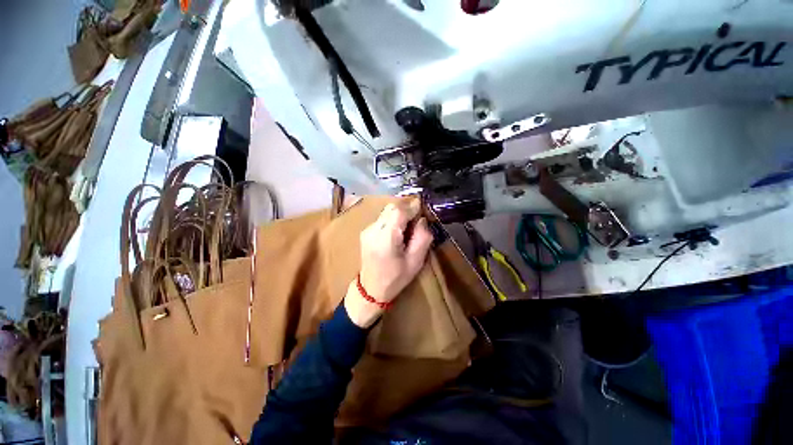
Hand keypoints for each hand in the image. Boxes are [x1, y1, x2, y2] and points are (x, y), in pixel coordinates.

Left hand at [345, 199, 433, 327]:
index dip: (412, 206)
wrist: (370, 289)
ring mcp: (367, 229)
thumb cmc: (395, 278)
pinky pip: (382, 218)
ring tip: (408, 227)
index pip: (398, 211)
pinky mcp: (365, 231)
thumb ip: (422, 238)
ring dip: (400, 214)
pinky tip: (397, 232)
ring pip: (386, 211)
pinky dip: (392, 219)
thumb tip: (422, 220)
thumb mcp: (416, 261)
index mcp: (386, 238)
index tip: (422, 208)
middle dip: (406, 209)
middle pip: (391, 208)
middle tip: (417, 219)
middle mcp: (373, 230)